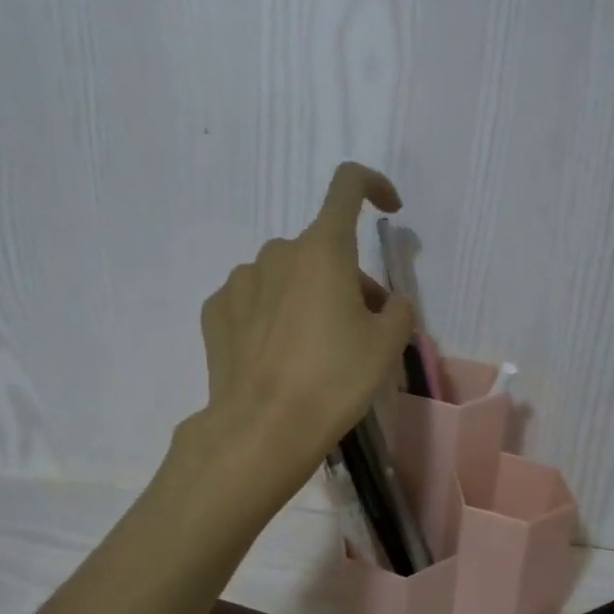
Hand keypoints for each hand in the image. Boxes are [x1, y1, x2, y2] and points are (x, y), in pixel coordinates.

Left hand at [196, 163, 414, 487]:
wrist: (263, 427)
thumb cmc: (334, 380)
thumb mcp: (387, 346)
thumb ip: (398, 310)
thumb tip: (386, 303)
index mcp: (323, 250)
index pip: (348, 186)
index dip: (373, 186)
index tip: (389, 209)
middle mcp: (277, 253)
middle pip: (321, 249)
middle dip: (346, 277)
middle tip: (362, 326)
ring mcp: (240, 281)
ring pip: (286, 275)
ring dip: (307, 295)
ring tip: (315, 348)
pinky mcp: (216, 311)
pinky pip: (254, 300)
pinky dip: (272, 315)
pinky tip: (277, 355)